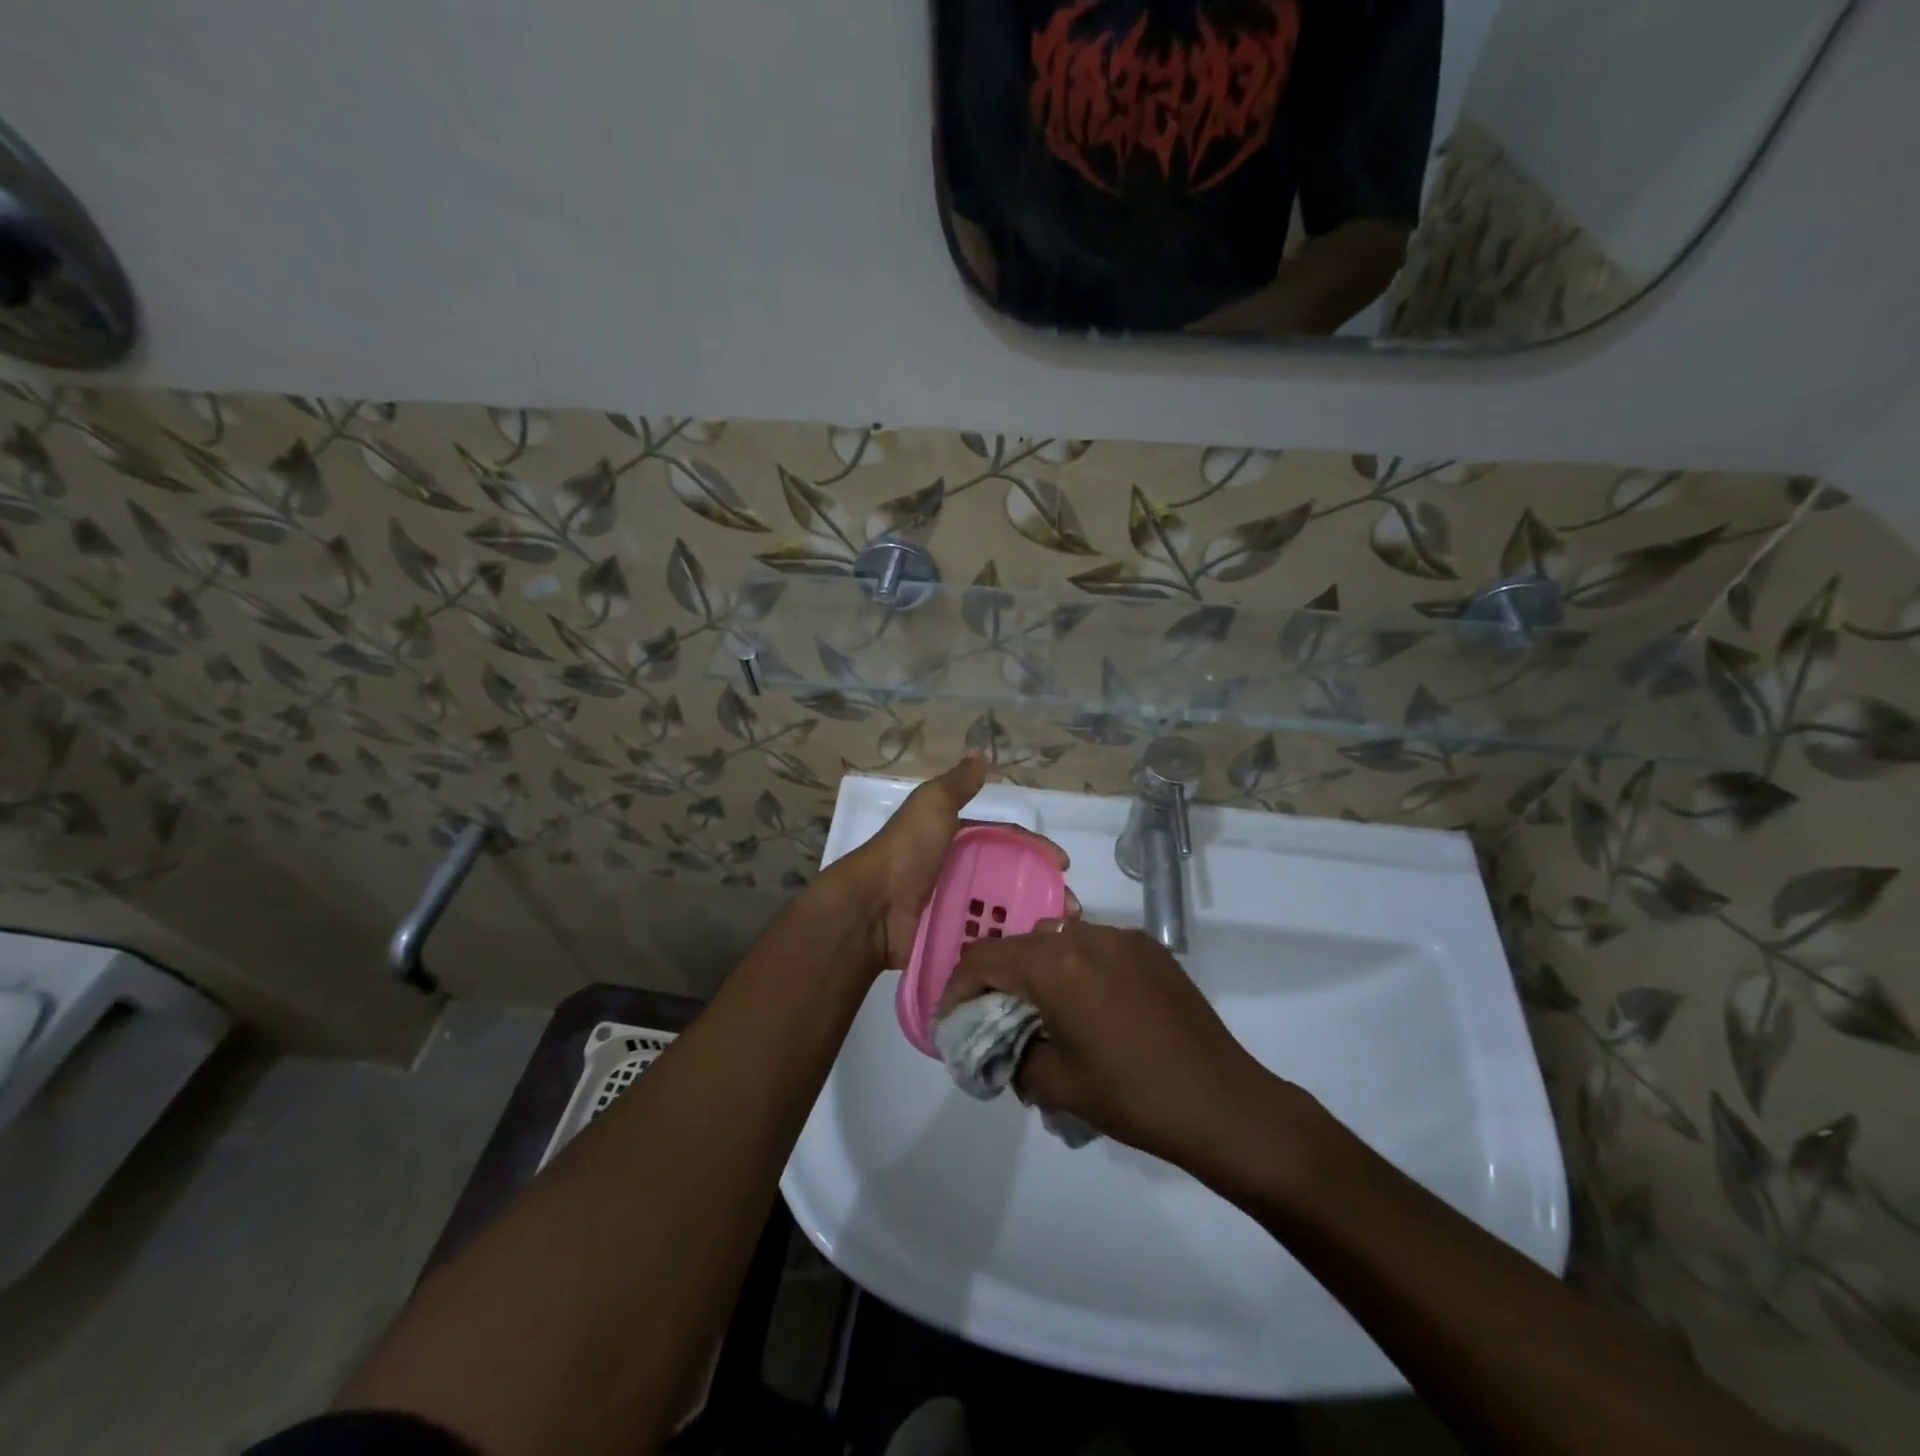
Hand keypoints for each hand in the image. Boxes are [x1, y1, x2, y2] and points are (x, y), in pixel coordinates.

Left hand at [824, 756, 1068, 976]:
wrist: (872, 906)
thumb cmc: (907, 850)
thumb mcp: (932, 805)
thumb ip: (958, 784)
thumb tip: (980, 752)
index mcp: (955, 839)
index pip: (1005, 841)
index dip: (1034, 849)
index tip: (1062, 865)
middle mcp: (956, 871)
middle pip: (1008, 879)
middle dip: (1040, 891)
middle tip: (1068, 909)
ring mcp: (952, 906)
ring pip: (1000, 912)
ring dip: (1030, 921)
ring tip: (1055, 938)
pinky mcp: (948, 938)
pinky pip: (984, 940)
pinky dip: (1006, 945)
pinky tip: (1030, 955)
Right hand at [938, 921, 1282, 1169]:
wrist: (1222, 1103)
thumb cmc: (1132, 1097)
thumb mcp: (1057, 1085)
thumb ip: (1013, 1056)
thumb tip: (1002, 1047)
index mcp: (1057, 965)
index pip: (985, 959)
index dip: (958, 987)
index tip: (950, 1018)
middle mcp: (1086, 936)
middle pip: (1020, 944)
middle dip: (996, 977)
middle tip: (989, 1016)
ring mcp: (1122, 937)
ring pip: (1057, 938)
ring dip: (1036, 967)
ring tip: (1038, 1009)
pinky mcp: (1149, 948)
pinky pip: (1094, 945)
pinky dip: (1074, 965)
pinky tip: (1085, 1003)